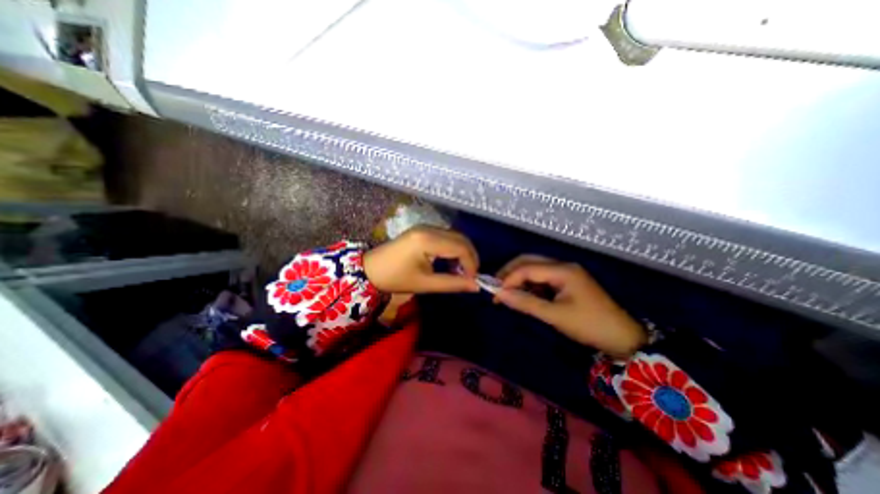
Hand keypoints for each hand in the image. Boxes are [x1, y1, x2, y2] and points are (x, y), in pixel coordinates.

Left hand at [363, 226, 479, 292]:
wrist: (370, 269)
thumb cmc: (396, 278)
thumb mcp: (425, 284)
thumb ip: (452, 283)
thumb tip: (476, 286)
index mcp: (427, 240)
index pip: (460, 247)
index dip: (471, 263)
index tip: (473, 280)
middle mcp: (429, 228)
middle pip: (460, 238)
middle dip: (470, 256)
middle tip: (471, 275)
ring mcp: (425, 227)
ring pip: (454, 235)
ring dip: (462, 251)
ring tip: (461, 270)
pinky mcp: (422, 230)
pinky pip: (445, 236)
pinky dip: (453, 248)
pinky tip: (450, 261)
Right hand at [494, 257, 643, 357]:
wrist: (624, 338)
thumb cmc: (590, 325)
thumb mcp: (555, 315)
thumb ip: (526, 303)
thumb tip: (499, 295)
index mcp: (562, 270)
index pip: (527, 268)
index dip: (508, 279)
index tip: (495, 294)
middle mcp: (562, 266)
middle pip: (529, 262)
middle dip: (510, 273)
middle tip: (496, 289)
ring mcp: (565, 273)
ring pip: (535, 269)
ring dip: (519, 279)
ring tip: (507, 294)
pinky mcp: (566, 282)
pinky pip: (542, 278)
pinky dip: (530, 285)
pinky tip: (524, 295)